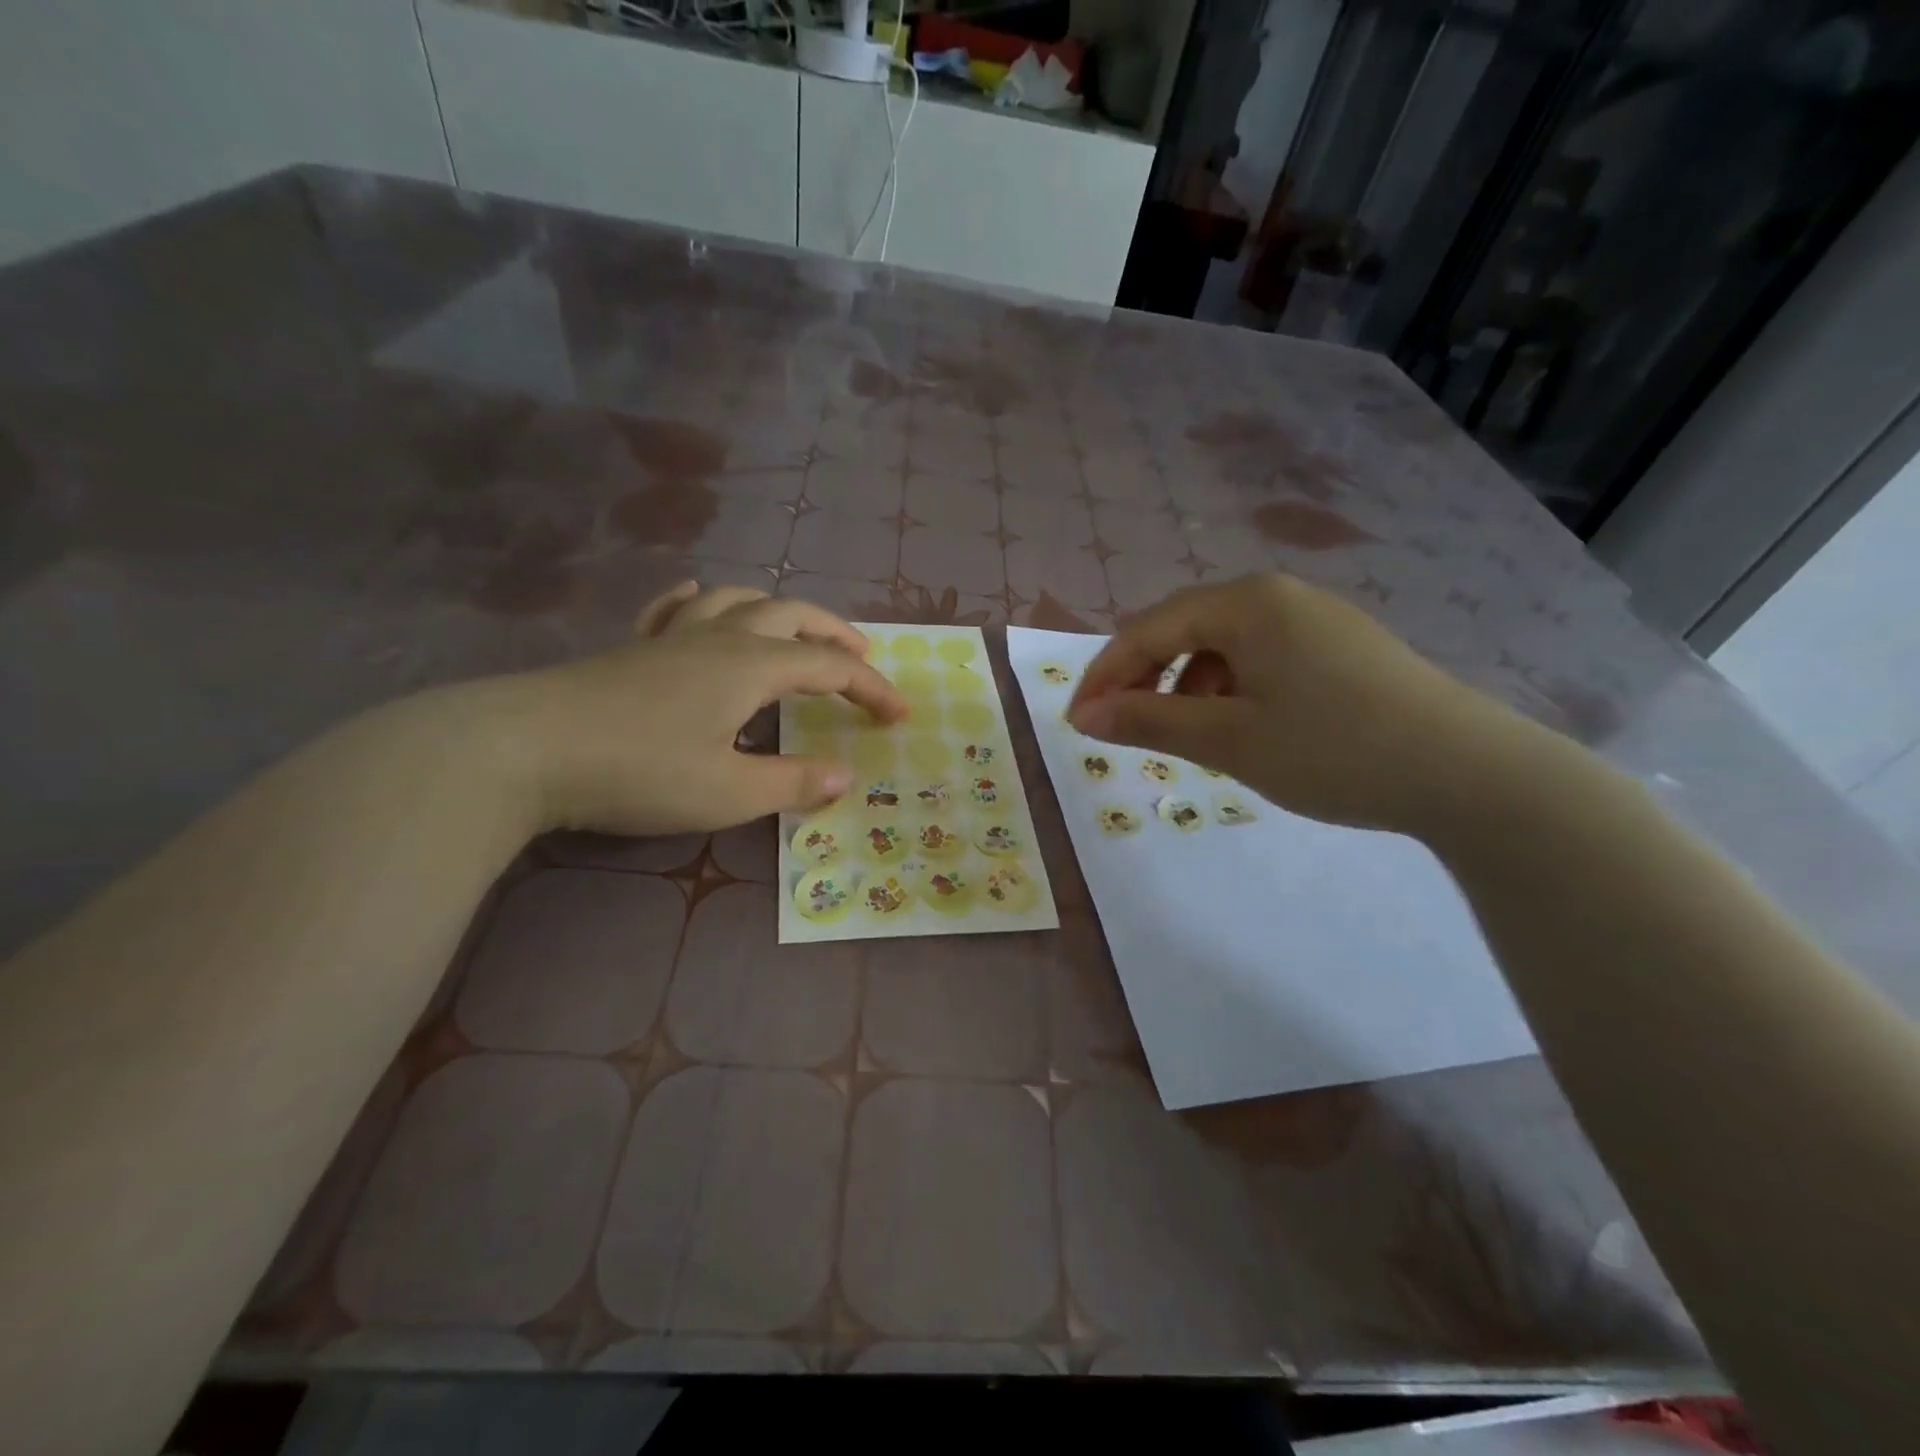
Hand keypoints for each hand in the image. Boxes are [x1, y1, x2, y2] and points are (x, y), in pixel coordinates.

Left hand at [492, 583, 905, 836]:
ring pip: (737, 600)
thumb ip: (792, 782)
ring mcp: (671, 637)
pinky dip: (702, 600)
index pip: (829, 669)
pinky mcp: (633, 648)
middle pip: (791, 615)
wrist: (524, 749)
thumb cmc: (638, 771)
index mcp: (751, 666)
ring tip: (795, 629)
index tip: (899, 716)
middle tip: (861, 656)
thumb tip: (845, 777)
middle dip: (833, 634)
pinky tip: (701, 599)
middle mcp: (719, 637)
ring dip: (778, 609)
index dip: (870, 689)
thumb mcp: (728, 791)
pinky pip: (676, 607)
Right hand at [1066, 574, 1520, 833]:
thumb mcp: (1229, 739)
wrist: (1469, 773)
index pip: (1149, 629)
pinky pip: (1260, 657)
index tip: (1078, 722)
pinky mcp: (1340, 646)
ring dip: (1186, 685)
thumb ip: (1150, 721)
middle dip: (1143, 678)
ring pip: (1222, 645)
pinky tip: (1240, 725)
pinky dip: (1230, 688)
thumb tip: (1087, 717)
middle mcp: (1277, 596)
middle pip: (1184, 629)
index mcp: (1246, 603)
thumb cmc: (1333, 749)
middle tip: (1119, 726)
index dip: (1106, 675)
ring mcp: (1314, 618)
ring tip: (1184, 733)